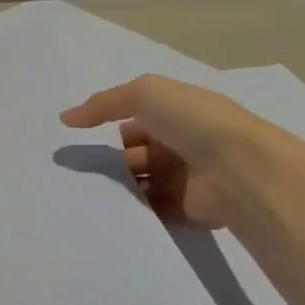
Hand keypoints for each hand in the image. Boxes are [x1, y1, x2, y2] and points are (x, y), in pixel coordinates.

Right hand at [61, 75, 288, 228]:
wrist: (238, 169)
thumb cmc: (193, 122)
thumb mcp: (145, 94)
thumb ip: (103, 103)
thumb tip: (66, 118)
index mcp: (177, 115)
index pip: (136, 121)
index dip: (111, 126)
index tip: (82, 139)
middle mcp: (181, 145)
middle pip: (134, 154)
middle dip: (109, 161)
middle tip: (79, 170)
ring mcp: (185, 179)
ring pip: (139, 183)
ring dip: (117, 187)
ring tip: (87, 191)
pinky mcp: (185, 210)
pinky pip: (150, 211)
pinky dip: (131, 211)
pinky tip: (106, 210)